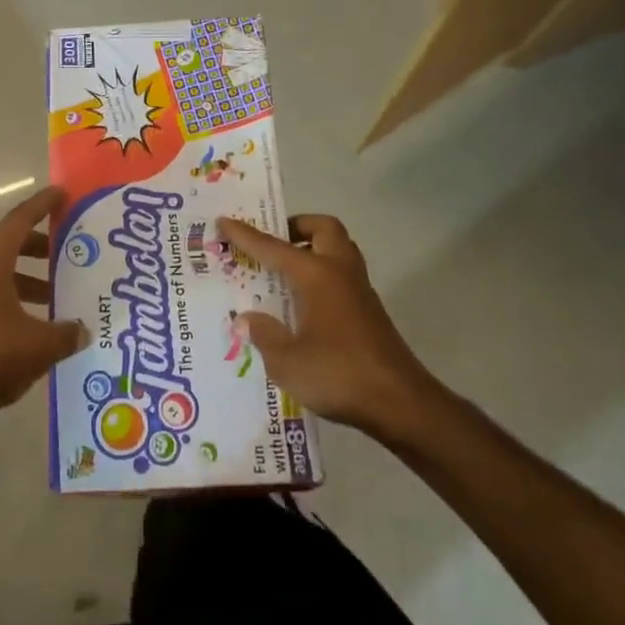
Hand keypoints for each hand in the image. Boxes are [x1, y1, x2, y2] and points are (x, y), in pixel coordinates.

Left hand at [0, 185, 88, 430]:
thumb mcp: (38, 345)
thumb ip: (66, 333)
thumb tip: (84, 330)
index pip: (22, 218)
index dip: (44, 204)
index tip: (64, 194)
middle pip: (12, 241)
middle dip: (43, 243)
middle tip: (74, 248)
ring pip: (3, 268)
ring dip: (31, 274)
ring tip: (62, 288)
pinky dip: (18, 294)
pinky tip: (39, 320)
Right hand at [218, 214, 439, 442]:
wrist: (400, 403)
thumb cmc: (339, 374)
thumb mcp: (287, 361)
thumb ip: (264, 335)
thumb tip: (248, 319)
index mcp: (317, 276)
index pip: (274, 247)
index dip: (246, 235)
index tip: (224, 221)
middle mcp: (340, 272)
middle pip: (322, 229)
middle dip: (295, 227)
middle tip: (271, 242)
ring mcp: (359, 291)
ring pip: (338, 249)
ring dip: (312, 248)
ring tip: (284, 270)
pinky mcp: (369, 311)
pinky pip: (342, 274)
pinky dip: (321, 273)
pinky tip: (303, 302)